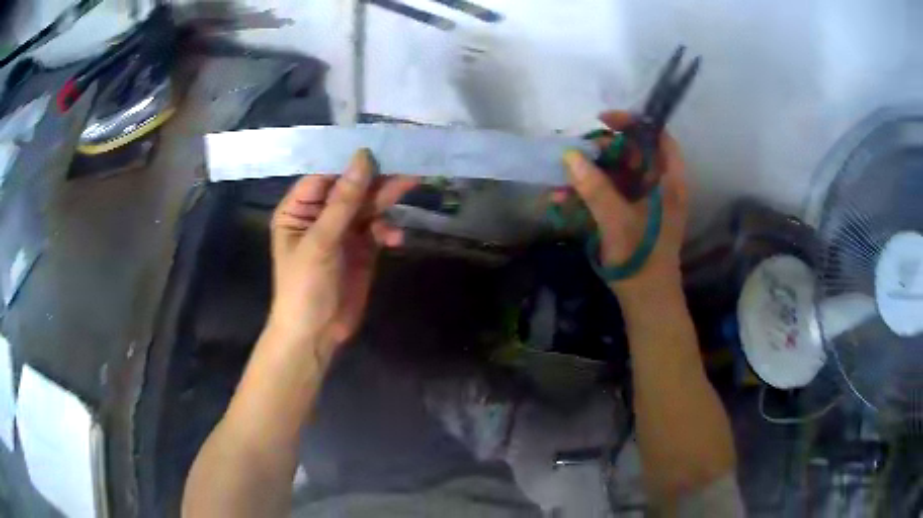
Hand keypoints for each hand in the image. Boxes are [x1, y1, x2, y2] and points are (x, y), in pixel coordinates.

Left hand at [268, 149, 416, 361]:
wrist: (316, 335)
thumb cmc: (305, 287)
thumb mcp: (321, 241)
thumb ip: (343, 200)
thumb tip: (363, 157)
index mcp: (298, 209)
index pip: (324, 175)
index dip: (349, 161)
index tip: (378, 146)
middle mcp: (320, 215)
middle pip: (350, 188)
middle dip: (375, 178)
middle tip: (404, 163)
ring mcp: (342, 232)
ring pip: (367, 205)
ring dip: (386, 199)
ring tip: (410, 184)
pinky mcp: (362, 248)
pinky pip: (378, 227)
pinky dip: (387, 229)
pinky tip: (394, 238)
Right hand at [561, 111, 688, 299]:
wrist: (646, 300)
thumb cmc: (640, 260)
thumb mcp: (617, 222)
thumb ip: (595, 188)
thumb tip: (571, 156)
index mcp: (667, 182)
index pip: (658, 137)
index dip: (634, 123)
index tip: (604, 120)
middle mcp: (659, 186)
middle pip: (635, 152)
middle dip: (604, 150)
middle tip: (578, 152)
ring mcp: (645, 201)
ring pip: (619, 173)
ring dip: (591, 173)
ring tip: (563, 179)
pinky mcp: (632, 214)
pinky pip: (611, 193)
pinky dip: (590, 192)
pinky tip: (565, 199)